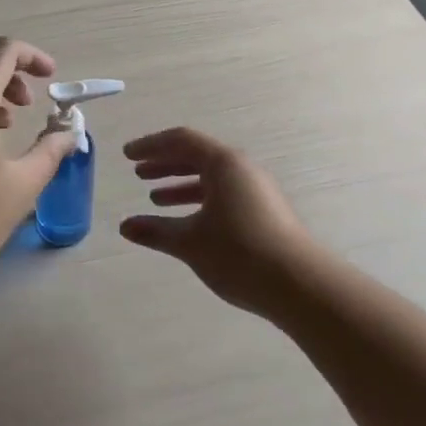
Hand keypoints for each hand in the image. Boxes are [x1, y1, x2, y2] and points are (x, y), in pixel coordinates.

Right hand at [120, 128, 316, 317]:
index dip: (150, 146)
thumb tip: (124, 226)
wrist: (300, 285)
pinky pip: (224, 194)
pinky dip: (200, 201)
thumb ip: (155, 231)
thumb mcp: (189, 241)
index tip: (126, 155)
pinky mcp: (264, 212)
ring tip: (156, 198)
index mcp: (224, 164)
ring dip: (181, 184)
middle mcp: (242, 170)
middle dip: (165, 164)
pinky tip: (187, 221)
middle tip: (138, 173)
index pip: (181, 140)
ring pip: (211, 178)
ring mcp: (257, 191)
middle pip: (197, 156)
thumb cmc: (239, 253)